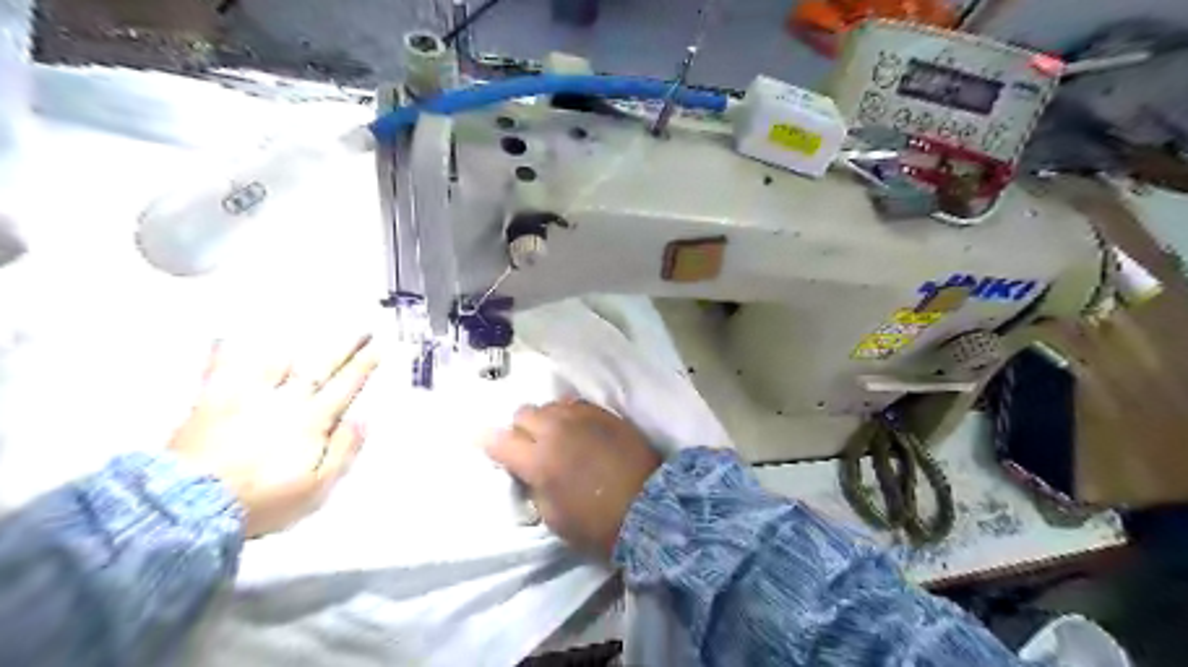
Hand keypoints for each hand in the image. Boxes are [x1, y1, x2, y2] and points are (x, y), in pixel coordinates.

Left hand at [167, 333, 376, 536]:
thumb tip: (363, 419)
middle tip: (360, 329)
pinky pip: (219, 370)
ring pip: (274, 362)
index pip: (345, 387)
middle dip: (343, 347)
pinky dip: (224, 352)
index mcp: (312, 420)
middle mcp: (285, 401)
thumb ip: (343, 450)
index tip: (377, 346)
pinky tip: (225, 336)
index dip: (363, 366)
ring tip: (304, 326)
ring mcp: (246, 397)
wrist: (190, 505)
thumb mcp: (317, 487)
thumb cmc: (262, 500)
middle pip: (320, 368)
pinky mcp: (210, 402)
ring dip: (293, 346)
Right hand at [486, 401, 665, 557]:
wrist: (650, 507)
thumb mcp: (553, 517)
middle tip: (529, 446)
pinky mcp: (604, 413)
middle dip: (520, 429)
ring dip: (546, 420)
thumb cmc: (597, 524)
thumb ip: (534, 486)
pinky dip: (568, 415)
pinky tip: (577, 429)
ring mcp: (582, 417)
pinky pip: (575, 404)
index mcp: (538, 460)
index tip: (484, 443)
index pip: (499, 441)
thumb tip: (528, 469)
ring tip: (556, 436)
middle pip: (523, 413)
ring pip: (550, 405)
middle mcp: (556, 430)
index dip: (488, 442)